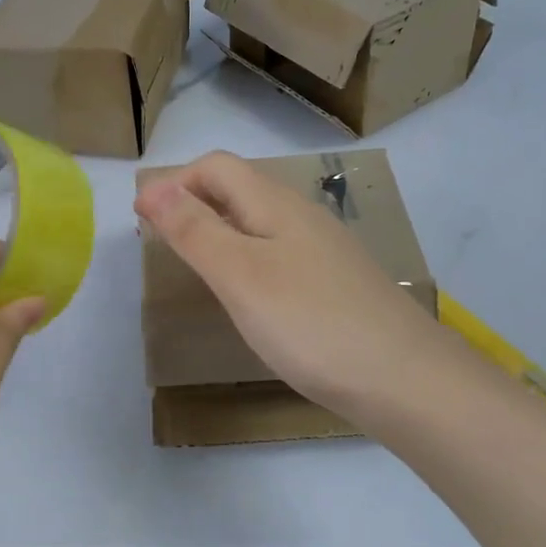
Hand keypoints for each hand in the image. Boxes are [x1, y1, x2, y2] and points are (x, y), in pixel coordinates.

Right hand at [133, 151, 450, 417]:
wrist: (405, 380)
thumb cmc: (311, 323)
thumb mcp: (240, 275)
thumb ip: (195, 230)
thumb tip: (154, 188)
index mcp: (276, 204)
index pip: (216, 167)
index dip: (174, 183)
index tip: (140, 220)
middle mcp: (302, 216)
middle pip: (239, 189)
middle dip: (192, 202)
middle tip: (159, 239)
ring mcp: (324, 251)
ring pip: (259, 222)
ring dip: (218, 229)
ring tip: (194, 263)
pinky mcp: (336, 284)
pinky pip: (279, 253)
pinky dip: (246, 258)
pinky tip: (247, 294)